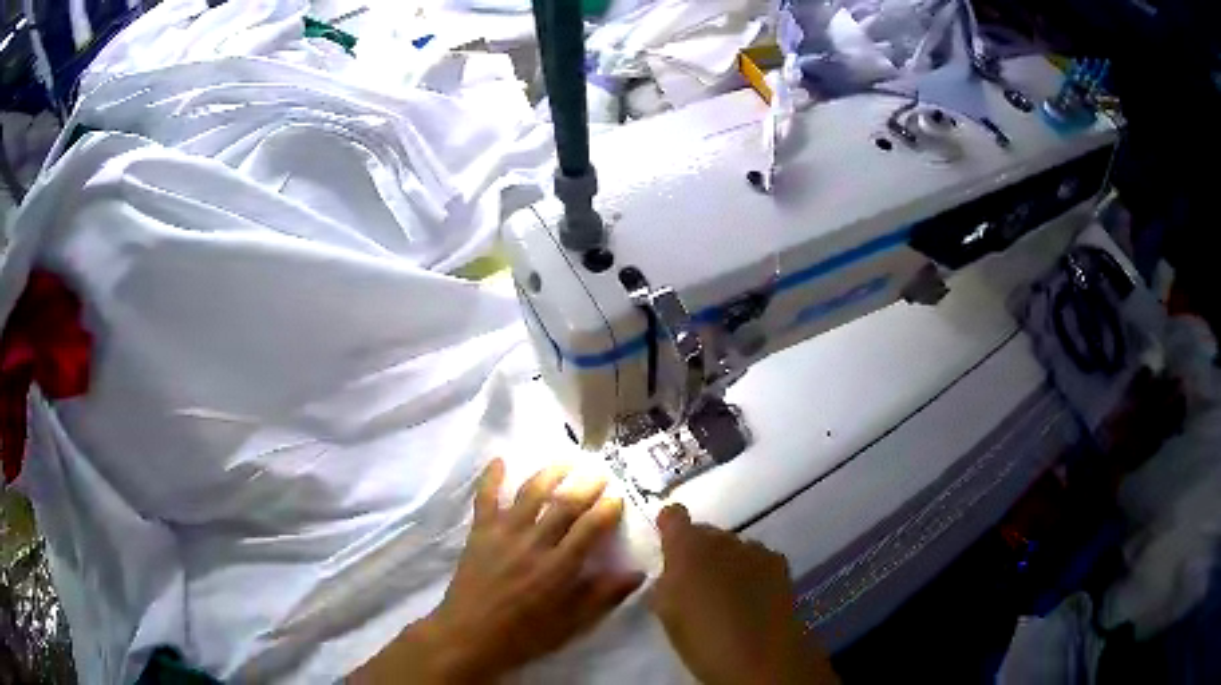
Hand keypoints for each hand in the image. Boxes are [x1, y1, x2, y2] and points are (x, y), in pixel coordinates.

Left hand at [353, 459, 643, 683]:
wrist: (469, 636)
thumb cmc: (524, 635)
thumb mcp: (571, 625)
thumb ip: (603, 596)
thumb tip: (637, 573)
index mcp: (558, 567)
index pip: (589, 529)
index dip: (607, 510)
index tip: (618, 498)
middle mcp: (533, 543)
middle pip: (564, 505)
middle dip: (585, 486)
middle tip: (599, 473)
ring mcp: (503, 534)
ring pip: (530, 494)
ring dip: (550, 474)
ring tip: (565, 462)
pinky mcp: (479, 533)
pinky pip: (486, 498)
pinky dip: (491, 478)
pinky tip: (499, 461)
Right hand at [650, 505, 838, 684]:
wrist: (759, 654)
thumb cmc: (701, 637)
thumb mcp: (667, 612)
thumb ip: (666, 584)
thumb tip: (672, 574)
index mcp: (687, 548)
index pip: (674, 516)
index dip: (669, 524)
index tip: (667, 539)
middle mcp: (721, 539)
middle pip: (706, 533)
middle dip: (699, 551)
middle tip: (695, 582)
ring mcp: (754, 549)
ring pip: (733, 546)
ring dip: (726, 561)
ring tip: (727, 594)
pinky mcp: (778, 563)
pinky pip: (756, 558)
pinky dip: (750, 571)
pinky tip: (751, 598)